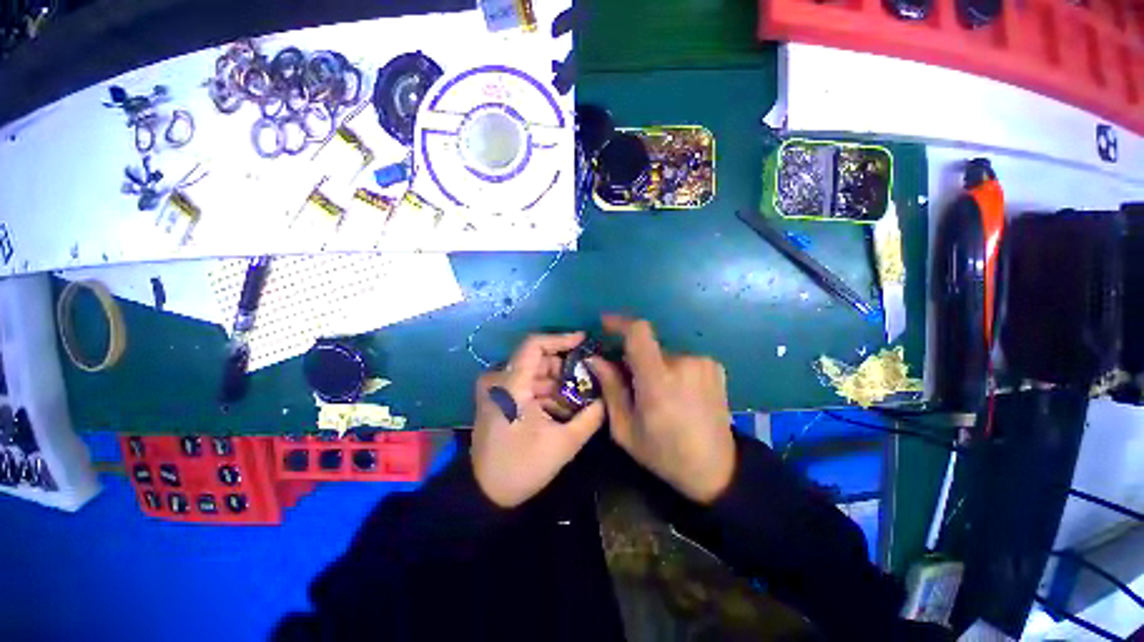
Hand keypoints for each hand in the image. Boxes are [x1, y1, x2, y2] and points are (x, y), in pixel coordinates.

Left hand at [471, 332, 605, 507]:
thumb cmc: (522, 467)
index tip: (583, 341)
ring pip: (534, 373)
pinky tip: (562, 410)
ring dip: (557, 384)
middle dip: (565, 369)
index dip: (560, 338)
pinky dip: (545, 393)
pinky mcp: (498, 399)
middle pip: (538, 359)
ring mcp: (496, 389)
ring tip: (579, 400)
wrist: (483, 494)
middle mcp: (499, 379)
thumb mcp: (564, 443)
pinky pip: (526, 386)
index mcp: (511, 384)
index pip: (535, 344)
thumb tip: (607, 398)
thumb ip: (591, 417)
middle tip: (588, 380)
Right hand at [592, 315, 735, 503]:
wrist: (717, 469)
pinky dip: (673, 369)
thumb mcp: (625, 429)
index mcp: (658, 380)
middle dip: (635, 358)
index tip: (605, 324)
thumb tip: (595, 359)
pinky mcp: (715, 366)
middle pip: (649, 346)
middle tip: (630, 382)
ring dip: (655, 366)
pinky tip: (678, 394)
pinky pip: (682, 359)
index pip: (639, 332)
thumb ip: (610, 388)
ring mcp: (703, 363)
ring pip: (665, 353)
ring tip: (658, 394)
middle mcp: (684, 363)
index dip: (620, 323)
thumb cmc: (664, 454)